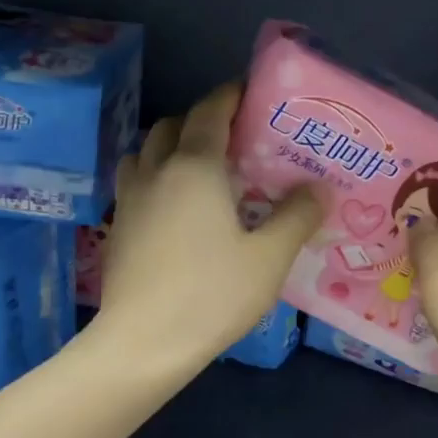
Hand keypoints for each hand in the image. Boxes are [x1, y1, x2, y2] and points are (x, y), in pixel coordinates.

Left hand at [95, 83, 322, 365]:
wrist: (144, 343)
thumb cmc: (212, 294)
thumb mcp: (269, 258)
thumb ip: (297, 217)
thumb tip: (320, 188)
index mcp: (196, 167)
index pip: (211, 112)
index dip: (231, 96)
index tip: (251, 95)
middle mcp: (157, 171)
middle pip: (172, 125)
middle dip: (201, 120)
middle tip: (233, 140)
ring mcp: (130, 199)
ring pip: (146, 152)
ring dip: (170, 147)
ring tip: (200, 170)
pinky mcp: (118, 227)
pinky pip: (136, 183)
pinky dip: (155, 177)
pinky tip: (174, 208)